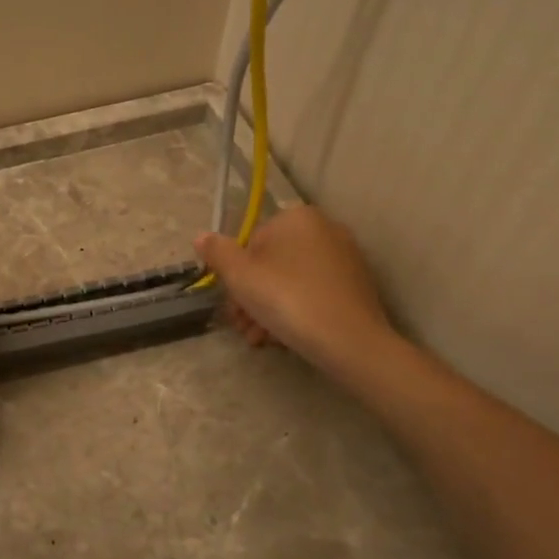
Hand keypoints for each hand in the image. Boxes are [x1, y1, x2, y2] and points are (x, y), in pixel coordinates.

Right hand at [195, 207, 396, 372]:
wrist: (349, 340)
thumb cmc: (287, 299)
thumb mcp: (240, 276)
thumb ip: (217, 253)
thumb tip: (201, 237)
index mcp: (297, 217)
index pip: (252, 242)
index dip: (237, 276)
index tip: (233, 305)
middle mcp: (325, 228)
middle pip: (273, 264)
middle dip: (253, 297)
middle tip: (243, 326)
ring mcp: (345, 257)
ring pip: (292, 282)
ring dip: (270, 310)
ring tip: (261, 339)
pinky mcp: (357, 285)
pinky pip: (315, 293)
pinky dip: (297, 312)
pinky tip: (285, 338)